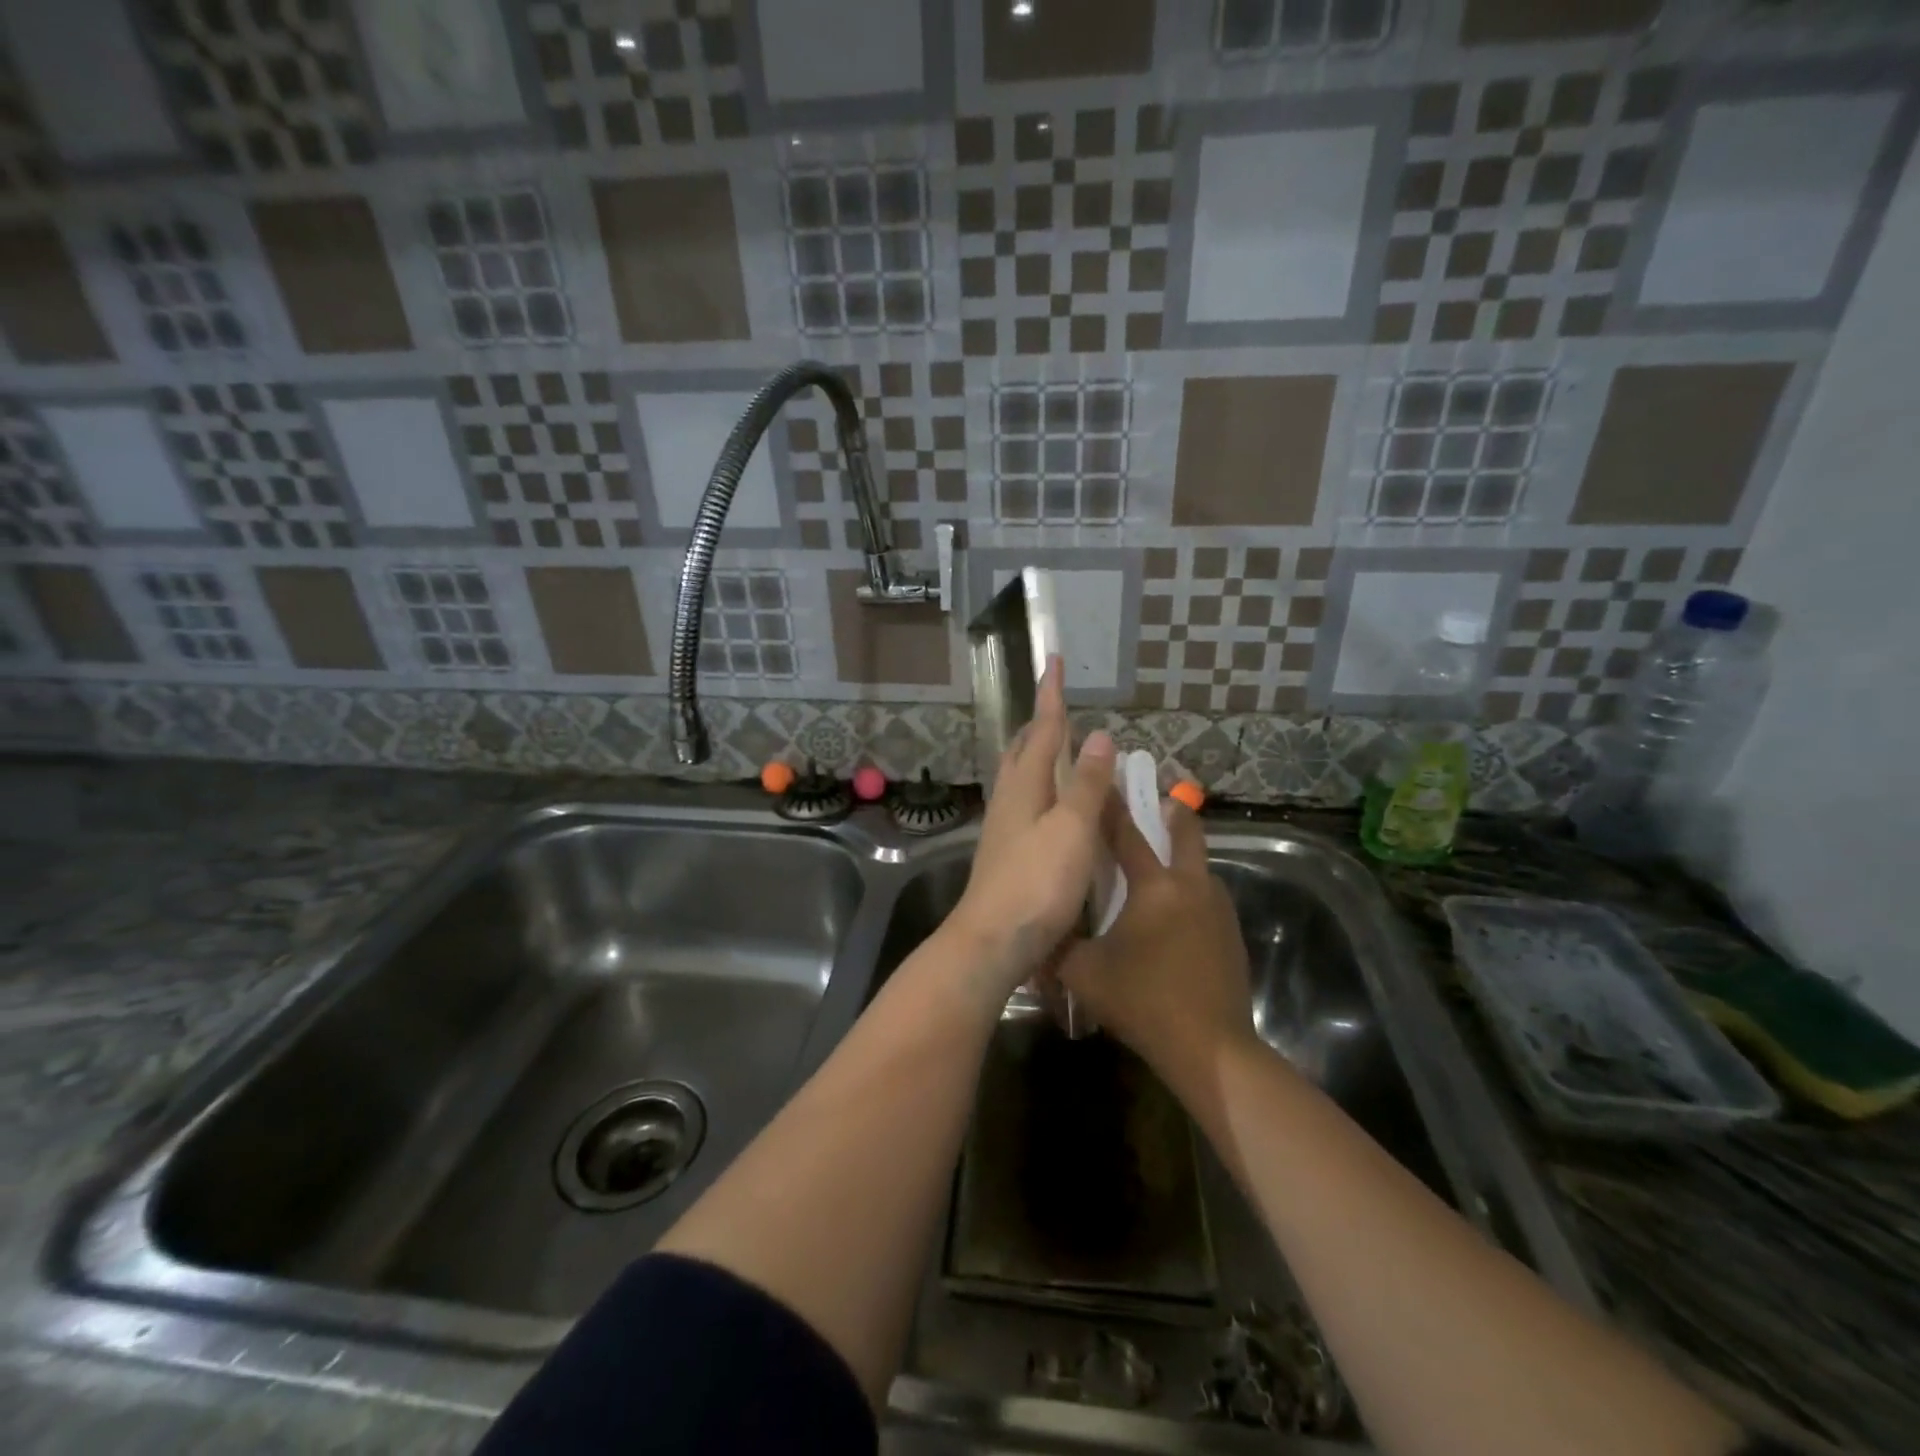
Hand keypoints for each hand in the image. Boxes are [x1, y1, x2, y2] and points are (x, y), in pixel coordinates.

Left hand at [945, 657, 1115, 998]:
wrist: (992, 941)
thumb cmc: (1036, 883)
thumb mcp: (1071, 829)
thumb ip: (1084, 784)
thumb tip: (1099, 736)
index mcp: (1024, 786)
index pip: (1043, 730)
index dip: (1051, 696)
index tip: (1052, 660)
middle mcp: (1009, 800)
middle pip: (1023, 751)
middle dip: (1040, 724)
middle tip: (1057, 705)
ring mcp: (1004, 829)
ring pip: (1020, 778)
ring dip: (1038, 755)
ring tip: (1057, 748)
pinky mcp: (1006, 854)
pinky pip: (1025, 805)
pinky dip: (1042, 789)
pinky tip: (1051, 806)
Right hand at [1057, 798, 1255, 1082]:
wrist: (1211, 1049)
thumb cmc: (1142, 1001)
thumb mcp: (1084, 973)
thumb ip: (1058, 944)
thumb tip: (1036, 929)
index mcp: (1154, 886)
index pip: (1127, 832)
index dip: (1111, 805)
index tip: (1104, 778)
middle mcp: (1191, 886)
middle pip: (1186, 832)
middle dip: (1172, 811)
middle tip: (1156, 801)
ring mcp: (1218, 909)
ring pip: (1200, 866)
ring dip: (1182, 855)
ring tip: (1157, 863)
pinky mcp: (1231, 934)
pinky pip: (1206, 897)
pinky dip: (1189, 890)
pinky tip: (1172, 913)